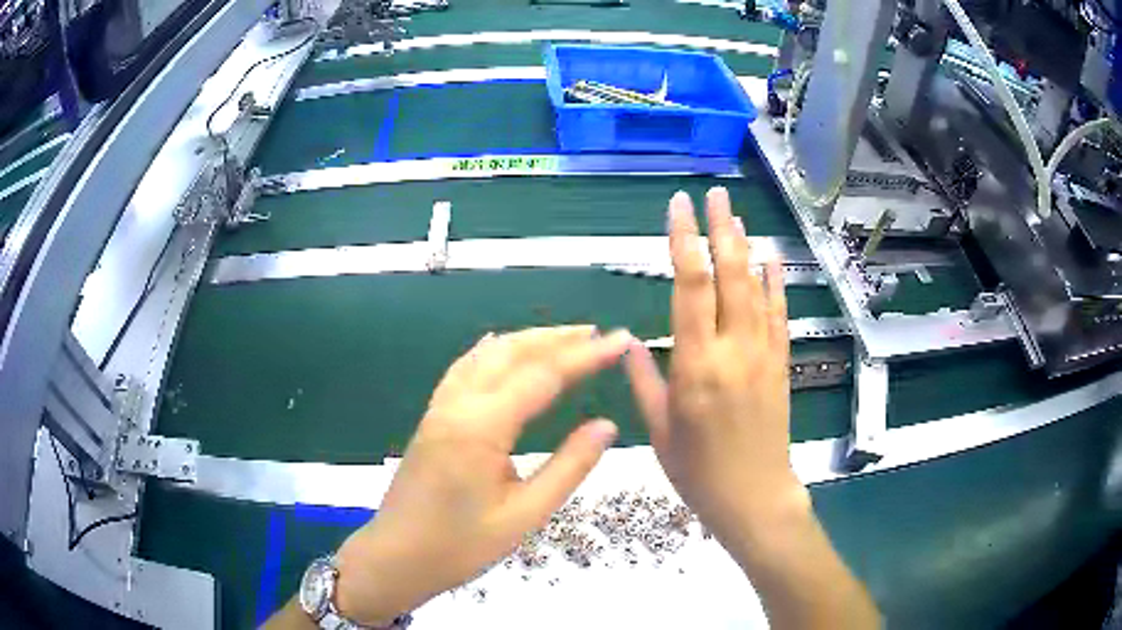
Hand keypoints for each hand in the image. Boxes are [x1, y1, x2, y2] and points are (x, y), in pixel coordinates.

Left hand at [333, 326, 630, 624]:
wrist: (395, 558)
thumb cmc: (459, 547)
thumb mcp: (524, 515)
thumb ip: (568, 468)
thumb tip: (607, 425)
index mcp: (481, 428)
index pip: (543, 376)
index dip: (586, 356)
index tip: (621, 341)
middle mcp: (457, 405)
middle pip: (511, 352)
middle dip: (558, 338)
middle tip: (600, 334)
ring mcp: (440, 408)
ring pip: (486, 354)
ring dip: (528, 340)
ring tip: (566, 338)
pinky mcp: (433, 417)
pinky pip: (466, 368)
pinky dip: (494, 351)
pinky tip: (504, 350)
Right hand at [624, 187, 807, 550]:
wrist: (754, 496)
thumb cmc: (698, 471)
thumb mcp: (660, 430)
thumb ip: (643, 380)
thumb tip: (625, 340)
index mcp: (696, 365)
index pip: (689, 286)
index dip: (683, 241)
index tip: (678, 208)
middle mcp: (732, 350)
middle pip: (728, 276)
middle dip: (719, 229)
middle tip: (713, 194)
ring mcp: (762, 354)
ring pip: (755, 289)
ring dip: (745, 248)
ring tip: (735, 215)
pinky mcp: (780, 364)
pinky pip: (779, 316)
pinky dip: (776, 284)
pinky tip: (772, 259)